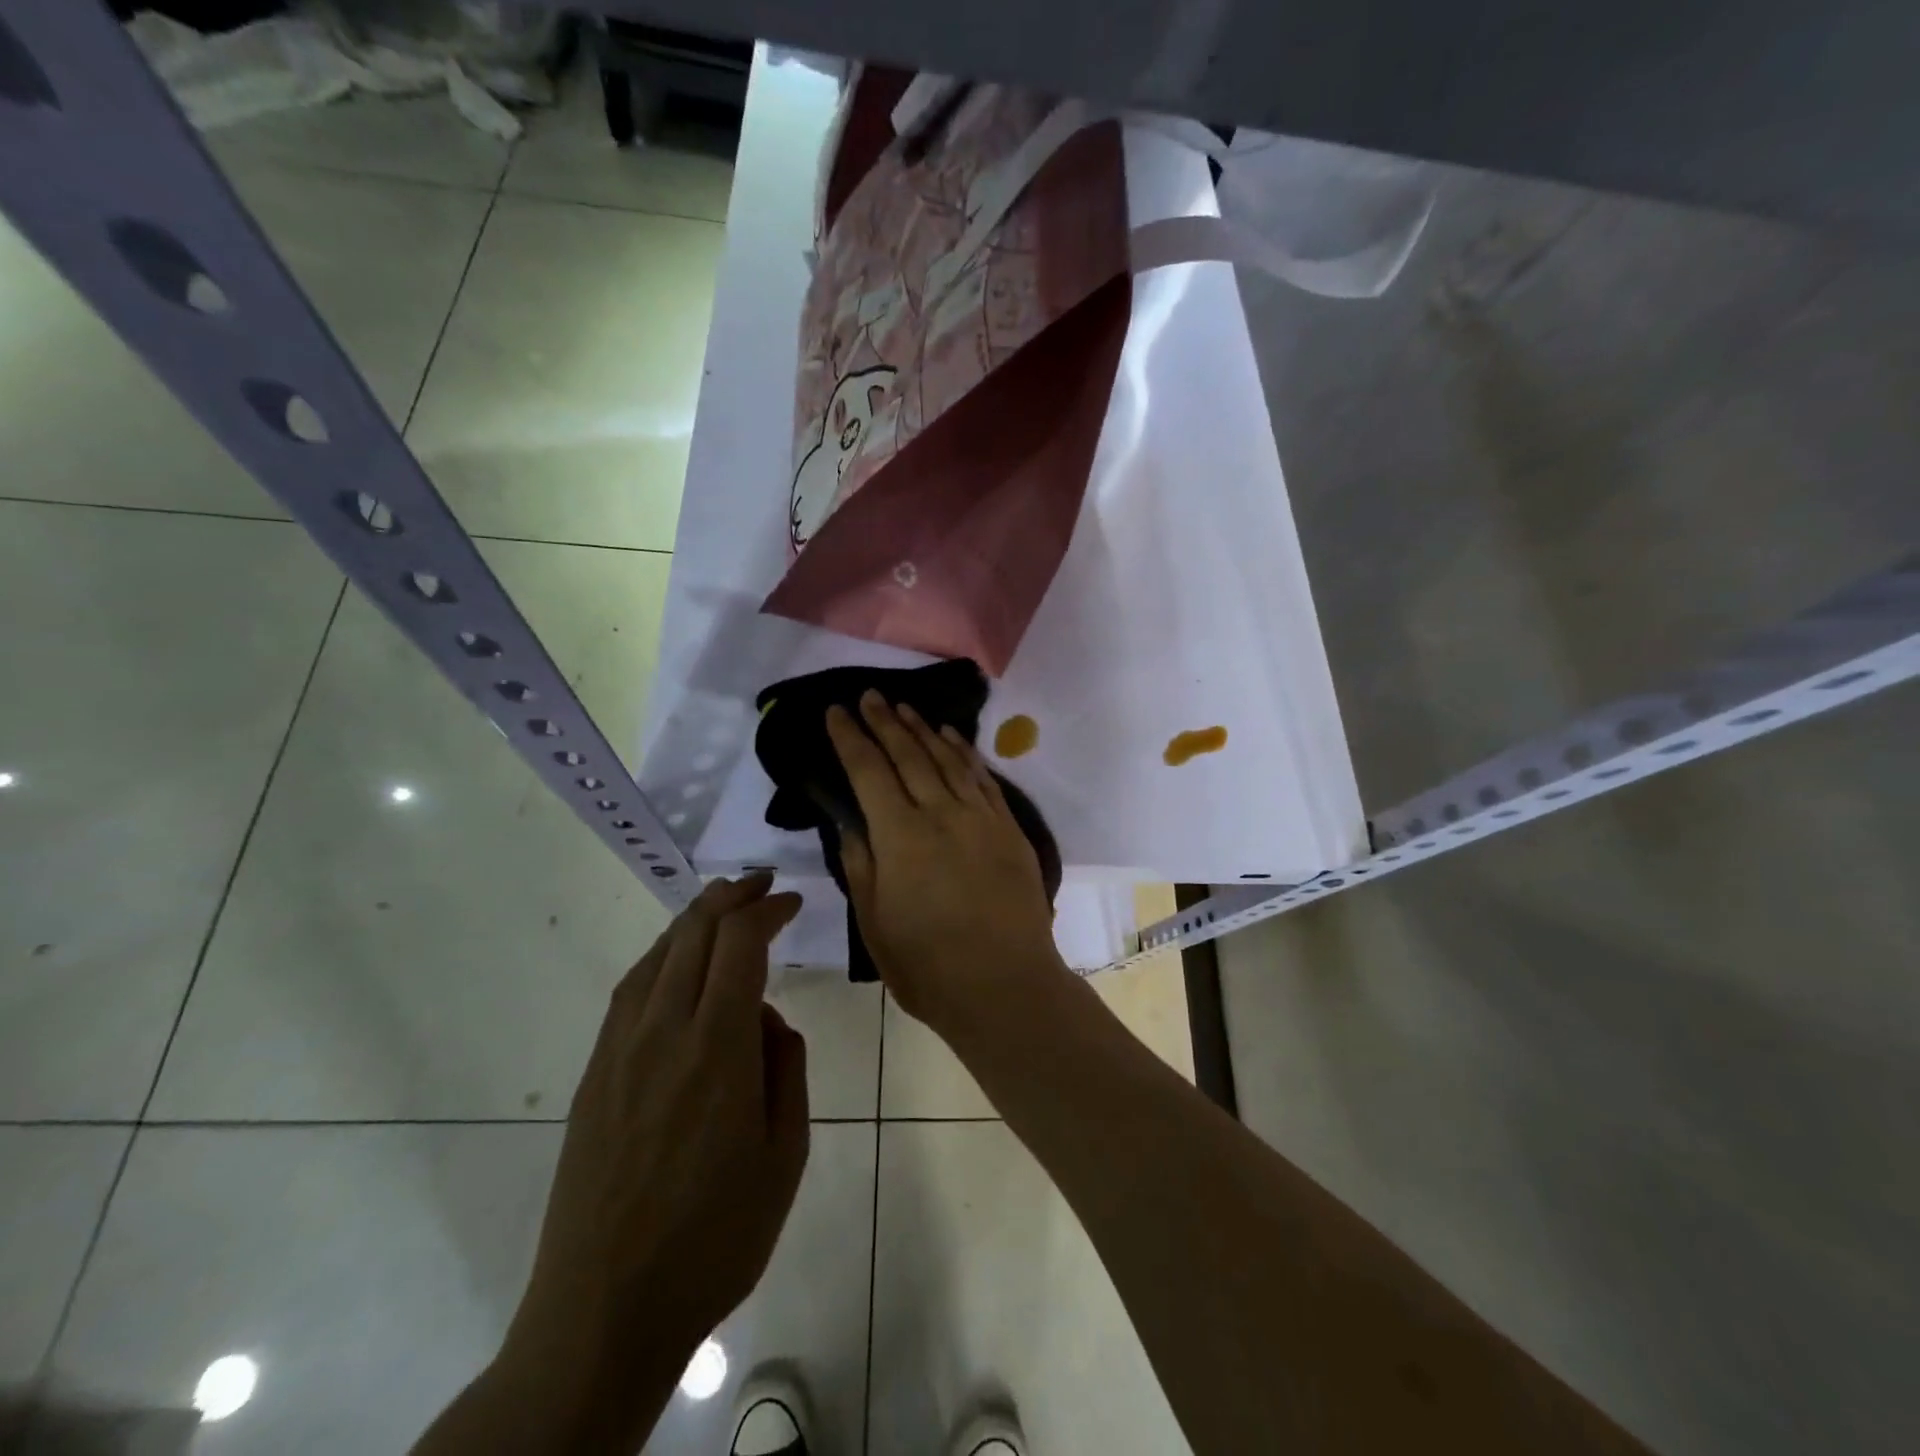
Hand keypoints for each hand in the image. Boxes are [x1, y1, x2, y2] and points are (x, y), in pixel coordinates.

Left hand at [501, 875, 808, 1446]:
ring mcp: (618, 1051)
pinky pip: (630, 991)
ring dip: (692, 921)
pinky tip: (674, 965)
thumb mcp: (785, 1156)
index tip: (790, 900)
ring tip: (721, 907)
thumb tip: (768, 1021)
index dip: (766, 909)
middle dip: (730, 898)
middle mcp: (662, 1032)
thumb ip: (785, 1071)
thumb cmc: (715, 1239)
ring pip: (657, 955)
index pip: (739, 944)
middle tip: (761, 885)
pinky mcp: (593, 1075)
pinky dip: (660, 957)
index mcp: (717, 1048)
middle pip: (692, 934)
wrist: (604, 1311)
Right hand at [827, 691, 1062, 1033]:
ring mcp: (980, 817)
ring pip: (946, 758)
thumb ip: (861, 864)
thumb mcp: (875, 923)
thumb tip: (851, 822)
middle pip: (907, 754)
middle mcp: (940, 813)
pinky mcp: (1008, 827)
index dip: (850, 738)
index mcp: (900, 836)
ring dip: (922, 729)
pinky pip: (982, 777)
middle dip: (884, 722)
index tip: (836, 712)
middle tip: (868, 695)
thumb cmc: (928, 965)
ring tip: (903, 707)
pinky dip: (963, 752)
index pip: (868, 771)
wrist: (1006, 985)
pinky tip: (951, 737)